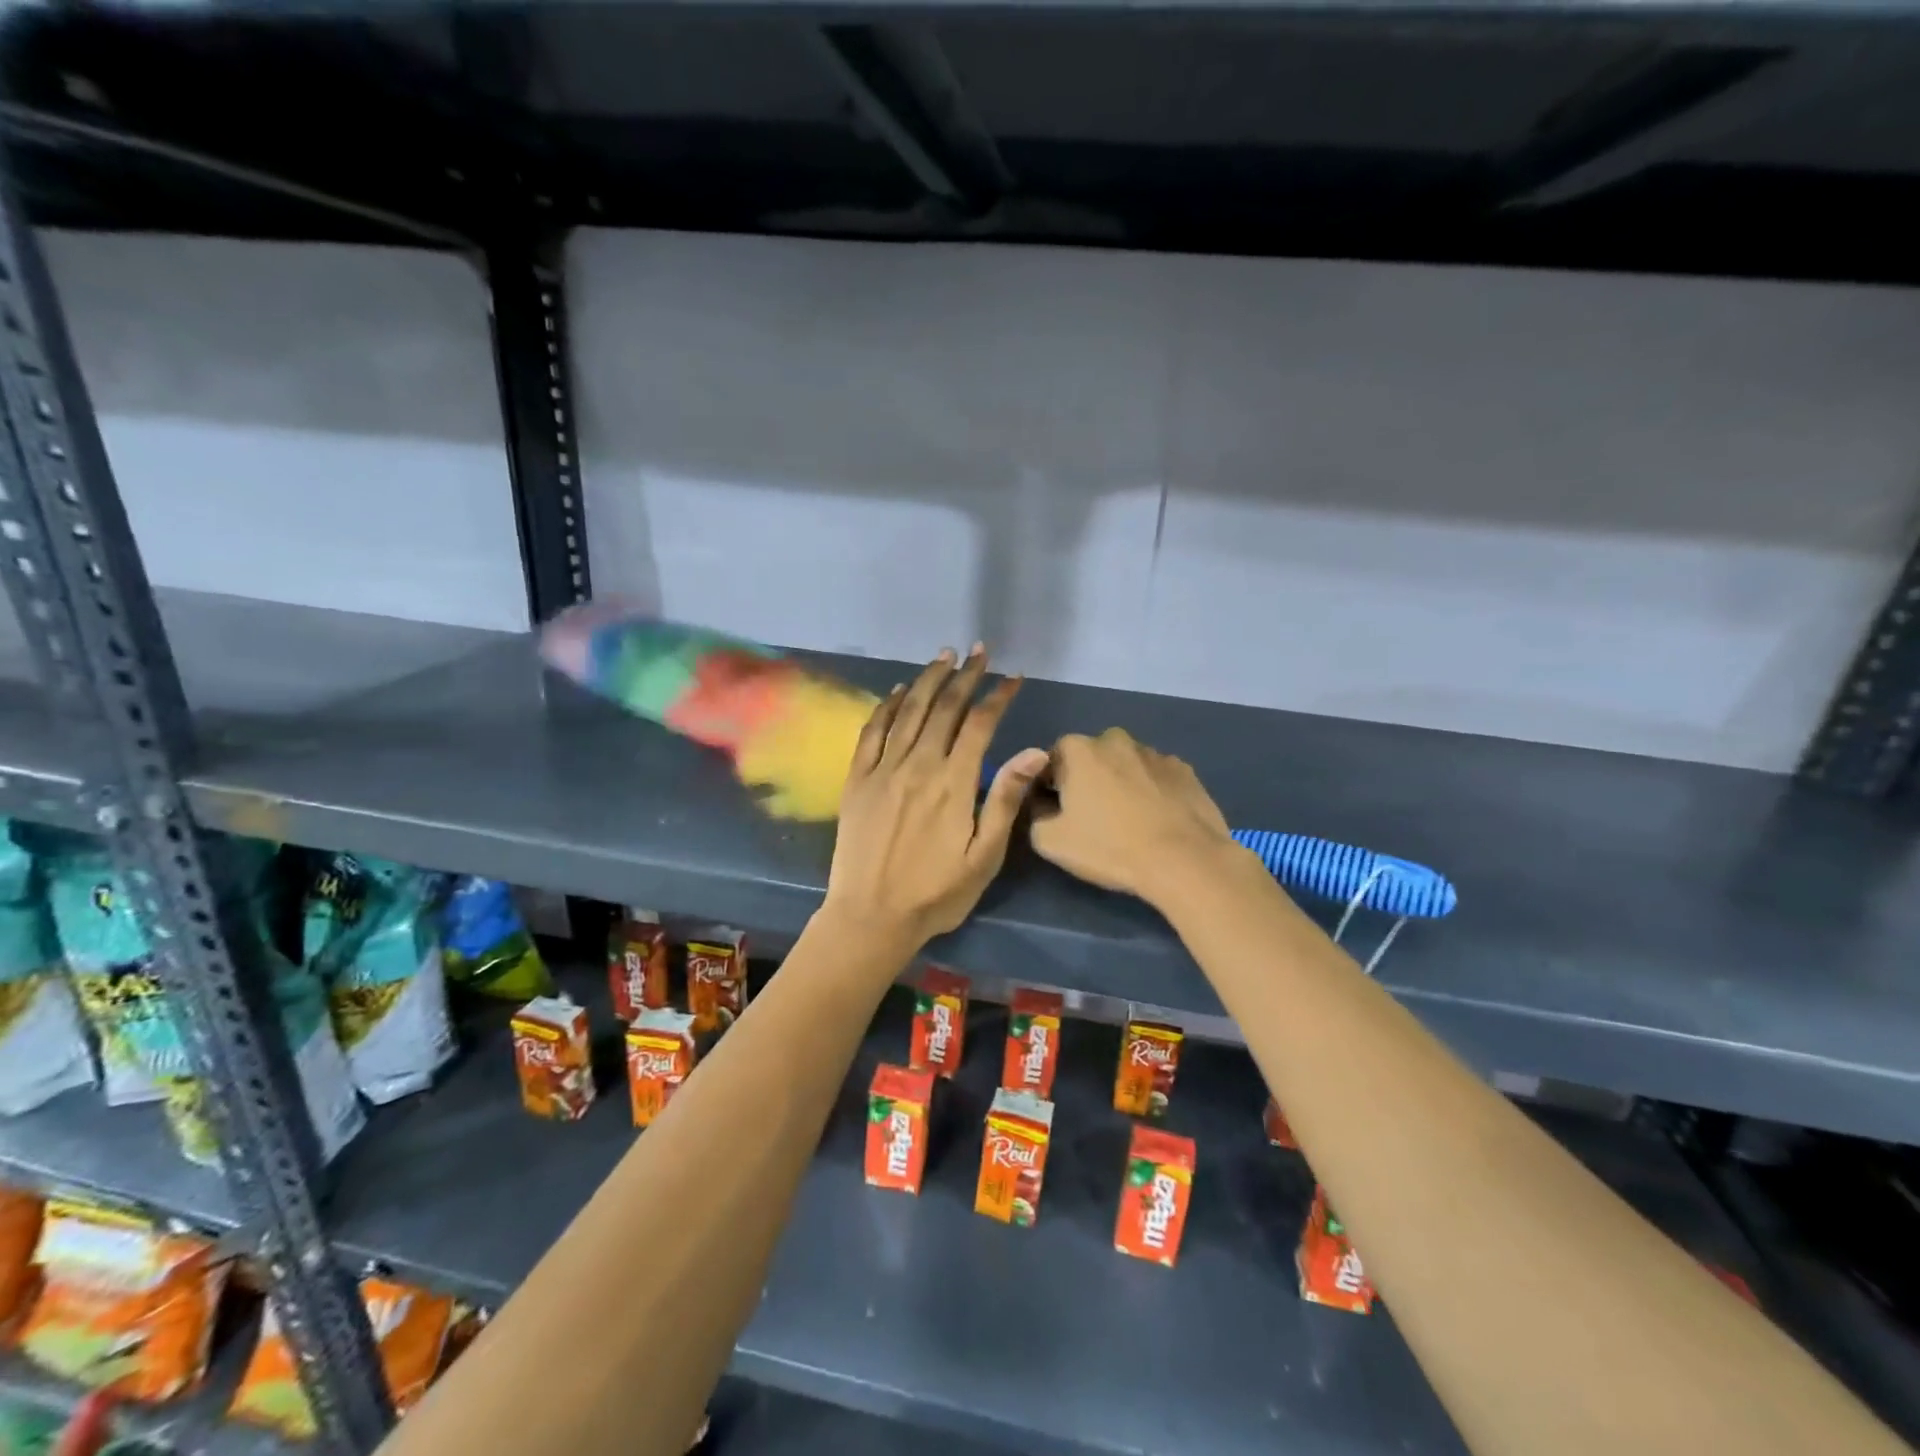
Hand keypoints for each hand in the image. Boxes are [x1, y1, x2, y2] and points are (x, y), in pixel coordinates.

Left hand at [823, 646, 1047, 952]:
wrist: (871, 917)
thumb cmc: (936, 893)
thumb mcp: (983, 856)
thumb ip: (1005, 799)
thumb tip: (1035, 751)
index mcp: (953, 783)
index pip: (980, 724)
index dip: (998, 696)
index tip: (1013, 677)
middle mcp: (918, 765)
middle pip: (944, 708)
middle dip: (965, 676)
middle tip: (979, 652)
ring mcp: (883, 769)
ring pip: (907, 711)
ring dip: (927, 680)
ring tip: (944, 656)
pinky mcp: (856, 780)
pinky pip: (871, 732)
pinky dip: (885, 706)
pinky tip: (895, 691)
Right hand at [1029, 728, 1240, 908]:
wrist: (1184, 860)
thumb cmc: (1110, 847)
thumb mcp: (1050, 842)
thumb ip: (1035, 815)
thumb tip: (1044, 806)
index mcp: (1078, 749)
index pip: (1050, 761)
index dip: (1049, 787)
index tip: (1057, 813)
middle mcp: (1115, 739)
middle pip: (1089, 759)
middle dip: (1087, 782)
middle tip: (1092, 819)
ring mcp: (1154, 752)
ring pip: (1125, 766)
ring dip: (1121, 785)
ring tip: (1129, 823)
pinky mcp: (1185, 770)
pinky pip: (1156, 778)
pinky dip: (1152, 792)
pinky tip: (1156, 821)